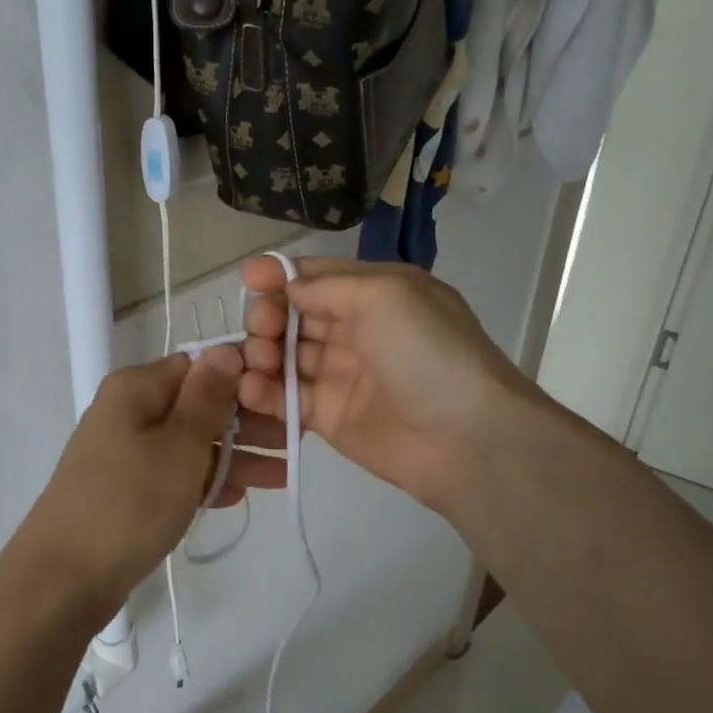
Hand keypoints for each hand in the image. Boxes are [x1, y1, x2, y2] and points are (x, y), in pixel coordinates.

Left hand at [14, 348, 285, 622]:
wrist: (65, 575)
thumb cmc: (131, 500)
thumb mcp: (180, 443)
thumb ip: (207, 396)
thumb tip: (225, 349)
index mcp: (136, 387)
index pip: (199, 366)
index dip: (242, 380)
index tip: (284, 400)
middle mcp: (127, 411)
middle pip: (197, 406)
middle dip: (246, 423)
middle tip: (294, 442)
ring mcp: (124, 452)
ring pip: (189, 443)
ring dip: (234, 457)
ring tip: (282, 475)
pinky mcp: (125, 488)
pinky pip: (172, 474)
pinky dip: (203, 481)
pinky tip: (238, 496)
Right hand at [238, 257, 533, 513]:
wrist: (464, 436)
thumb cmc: (427, 351)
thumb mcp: (385, 294)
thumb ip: (327, 285)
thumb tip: (287, 287)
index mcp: (374, 294)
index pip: (316, 277)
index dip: (279, 275)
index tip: (248, 279)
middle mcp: (354, 330)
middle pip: (293, 315)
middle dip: (268, 316)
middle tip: (262, 329)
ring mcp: (339, 375)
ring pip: (283, 356)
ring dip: (260, 353)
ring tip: (256, 361)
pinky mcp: (326, 416)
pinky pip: (284, 398)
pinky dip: (261, 391)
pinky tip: (249, 388)